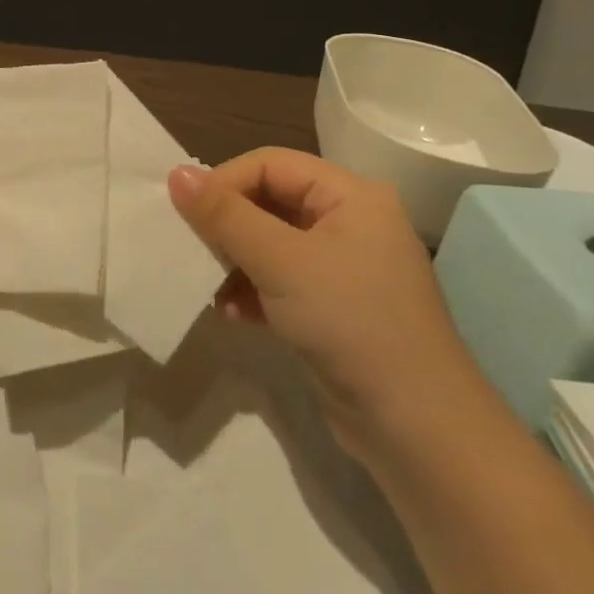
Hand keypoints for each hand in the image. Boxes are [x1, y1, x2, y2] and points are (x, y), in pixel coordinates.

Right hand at [168, 149, 480, 462]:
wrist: (417, 429)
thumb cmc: (350, 323)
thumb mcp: (281, 262)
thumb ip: (225, 215)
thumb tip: (176, 173)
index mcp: (351, 196)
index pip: (271, 164)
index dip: (225, 181)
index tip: (186, 213)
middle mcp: (350, 223)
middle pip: (269, 201)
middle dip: (227, 224)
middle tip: (191, 247)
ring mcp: (343, 268)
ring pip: (270, 243)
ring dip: (234, 261)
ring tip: (209, 286)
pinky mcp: (334, 308)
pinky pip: (280, 281)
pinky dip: (253, 291)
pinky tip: (232, 314)